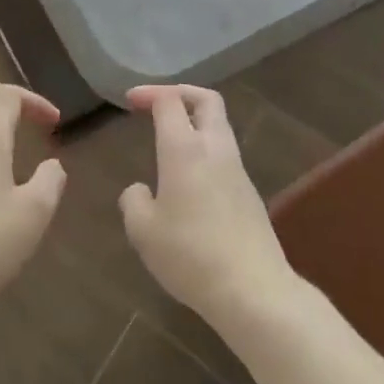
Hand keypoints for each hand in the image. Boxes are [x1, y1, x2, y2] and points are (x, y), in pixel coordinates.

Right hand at [120, 85, 298, 332]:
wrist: (253, 290)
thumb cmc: (190, 254)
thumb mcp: (143, 231)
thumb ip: (133, 202)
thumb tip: (140, 190)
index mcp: (184, 149)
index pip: (170, 101)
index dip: (149, 93)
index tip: (130, 100)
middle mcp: (214, 149)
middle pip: (206, 100)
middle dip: (181, 93)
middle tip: (157, 104)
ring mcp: (237, 170)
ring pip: (219, 127)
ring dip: (195, 122)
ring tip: (169, 141)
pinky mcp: (249, 193)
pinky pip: (224, 156)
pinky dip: (205, 151)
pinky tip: (188, 181)